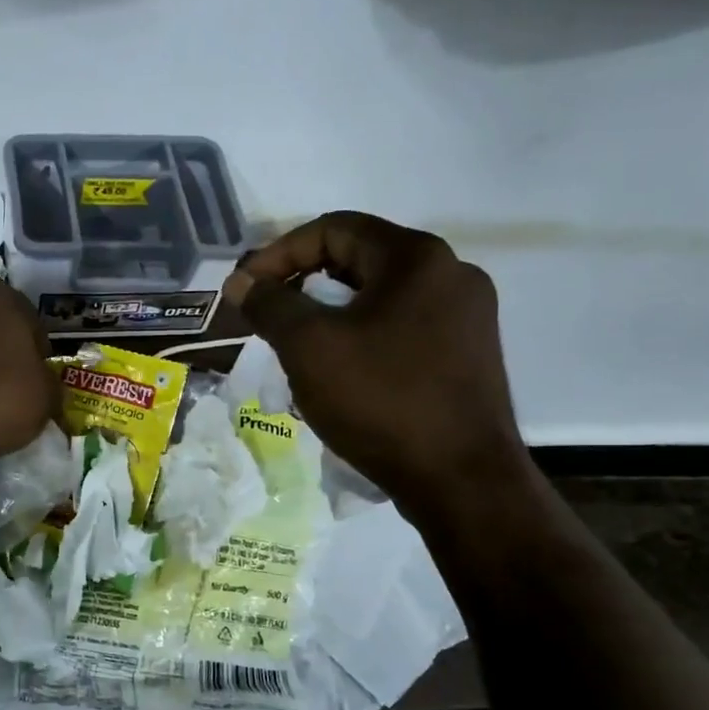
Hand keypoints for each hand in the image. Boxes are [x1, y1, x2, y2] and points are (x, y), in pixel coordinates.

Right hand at [222, 212, 528, 514]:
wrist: (459, 480)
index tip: (247, 290)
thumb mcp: (310, 347)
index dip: (279, 253)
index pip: (334, 229)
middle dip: (303, 283)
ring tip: (296, 347)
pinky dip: (361, 336)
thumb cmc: (381, 400)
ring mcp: (466, 316)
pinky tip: (340, 371)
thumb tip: (241, 282)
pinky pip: (401, 327)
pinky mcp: (467, 354)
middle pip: (359, 259)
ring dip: (330, 313)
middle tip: (267, 316)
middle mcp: (451, 273)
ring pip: (379, 297)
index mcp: (417, 258)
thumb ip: (270, 305)